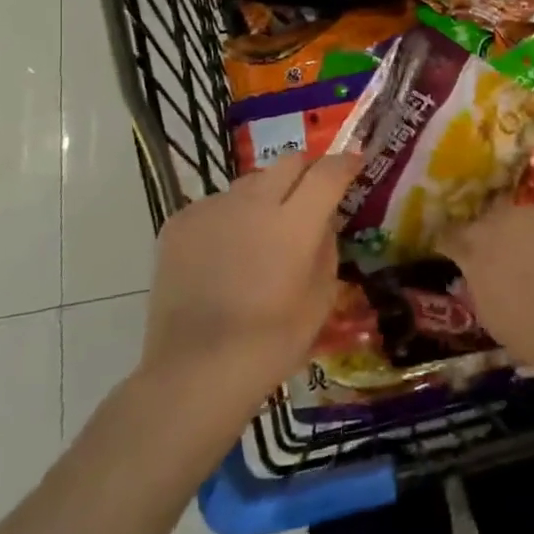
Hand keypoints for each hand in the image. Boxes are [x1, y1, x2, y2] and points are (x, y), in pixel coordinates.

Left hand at [136, 152, 362, 413]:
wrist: (195, 371)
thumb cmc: (271, 342)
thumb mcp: (321, 297)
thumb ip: (326, 246)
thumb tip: (322, 220)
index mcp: (295, 222)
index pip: (328, 172)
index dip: (345, 163)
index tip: (354, 163)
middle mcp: (253, 203)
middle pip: (288, 162)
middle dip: (306, 172)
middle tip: (309, 197)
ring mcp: (212, 209)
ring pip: (250, 182)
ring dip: (266, 196)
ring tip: (261, 231)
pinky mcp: (179, 223)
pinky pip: (216, 205)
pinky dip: (229, 217)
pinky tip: (224, 253)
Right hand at [438, 203, 533, 373]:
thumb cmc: (527, 328)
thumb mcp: (487, 311)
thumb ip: (478, 283)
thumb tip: (478, 273)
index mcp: (475, 246)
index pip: (452, 236)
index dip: (452, 243)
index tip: (453, 251)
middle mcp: (502, 220)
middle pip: (488, 220)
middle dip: (489, 234)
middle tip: (498, 255)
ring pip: (522, 218)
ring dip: (523, 233)